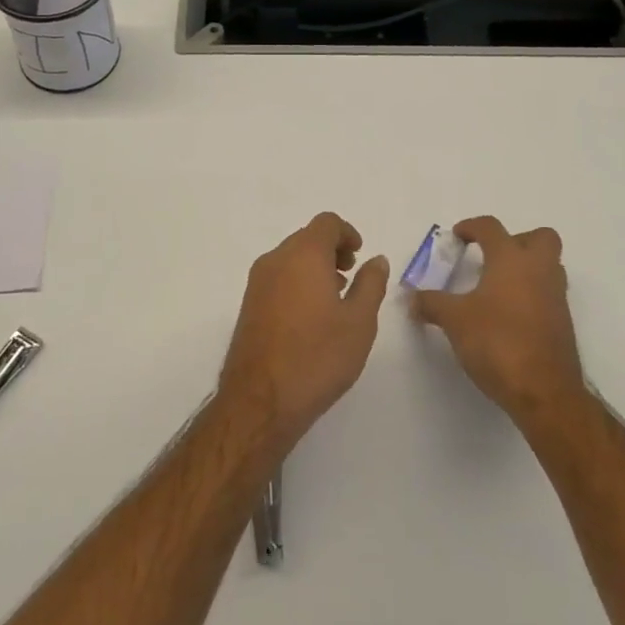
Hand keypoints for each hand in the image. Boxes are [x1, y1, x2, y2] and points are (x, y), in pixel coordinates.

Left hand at [218, 213, 389, 454]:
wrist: (260, 401)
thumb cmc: (317, 356)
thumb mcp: (359, 321)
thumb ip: (371, 284)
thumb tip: (376, 259)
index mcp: (303, 254)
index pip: (326, 223)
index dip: (347, 233)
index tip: (360, 255)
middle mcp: (275, 260)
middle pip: (306, 238)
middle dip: (331, 250)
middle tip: (351, 276)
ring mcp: (257, 283)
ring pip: (290, 259)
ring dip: (314, 267)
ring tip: (335, 298)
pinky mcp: (248, 306)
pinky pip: (277, 279)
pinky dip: (297, 283)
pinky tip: (311, 317)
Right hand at [410, 216, 584, 427]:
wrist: (544, 391)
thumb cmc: (497, 342)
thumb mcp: (454, 320)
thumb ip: (432, 304)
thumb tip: (412, 298)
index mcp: (511, 259)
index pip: (491, 228)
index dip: (471, 227)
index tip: (457, 236)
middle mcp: (539, 270)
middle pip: (540, 237)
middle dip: (517, 240)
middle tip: (492, 257)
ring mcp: (555, 297)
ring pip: (548, 266)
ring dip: (526, 268)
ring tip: (497, 287)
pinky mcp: (562, 323)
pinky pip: (548, 295)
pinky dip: (531, 295)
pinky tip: (507, 316)